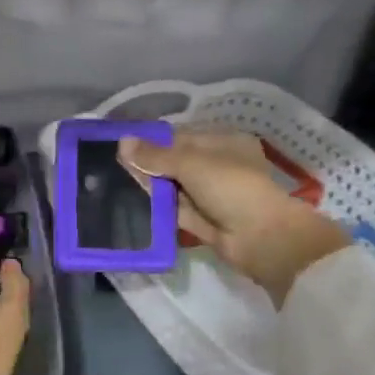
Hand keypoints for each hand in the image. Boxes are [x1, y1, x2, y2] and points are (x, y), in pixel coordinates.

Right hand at [120, 129, 351, 305]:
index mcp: (223, 143)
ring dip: (150, 185)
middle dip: (149, 163)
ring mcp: (209, 195)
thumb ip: (156, 155)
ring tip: (116, 180)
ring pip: (172, 186)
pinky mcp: (201, 220)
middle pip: (175, 162)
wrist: (259, 237)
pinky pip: (174, 209)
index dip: (153, 141)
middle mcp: (217, 166)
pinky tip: (130, 200)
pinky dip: (156, 206)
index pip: (181, 138)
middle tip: (114, 163)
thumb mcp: (191, 163)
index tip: (123, 144)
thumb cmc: (231, 187)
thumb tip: (122, 142)